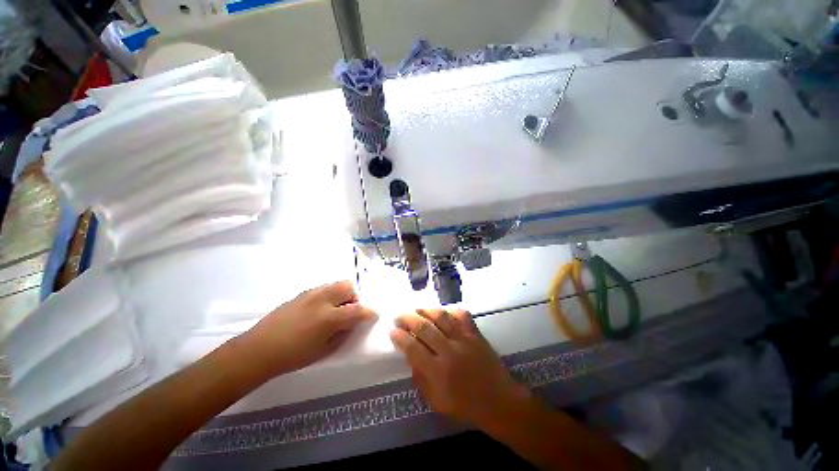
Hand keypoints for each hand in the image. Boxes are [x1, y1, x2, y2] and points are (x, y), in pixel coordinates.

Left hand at [243, 281, 376, 377]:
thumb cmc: (294, 356)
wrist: (259, 349)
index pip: (358, 309)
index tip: (373, 315)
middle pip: (348, 286)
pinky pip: (324, 288)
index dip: (369, 312)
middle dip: (355, 297)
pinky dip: (330, 295)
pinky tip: (321, 309)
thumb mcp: (324, 350)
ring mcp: (311, 293)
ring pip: (337, 284)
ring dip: (343, 294)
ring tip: (336, 309)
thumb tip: (353, 323)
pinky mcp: (302, 293)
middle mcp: (322, 299)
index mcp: (329, 317)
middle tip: (350, 310)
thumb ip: (343, 333)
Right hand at [389, 309, 530, 428]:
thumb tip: (410, 356)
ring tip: (416, 309)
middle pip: (424, 328)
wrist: (499, 402)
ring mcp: (464, 340)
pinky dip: (451, 310)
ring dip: (426, 310)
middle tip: (400, 316)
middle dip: (408, 318)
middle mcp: (449, 352)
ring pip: (441, 317)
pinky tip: (443, 312)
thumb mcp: (437, 402)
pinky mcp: (476, 334)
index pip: (412, 348)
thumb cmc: (466, 406)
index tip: (392, 330)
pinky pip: (462, 315)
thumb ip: (420, 379)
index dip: (400, 337)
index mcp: (437, 372)